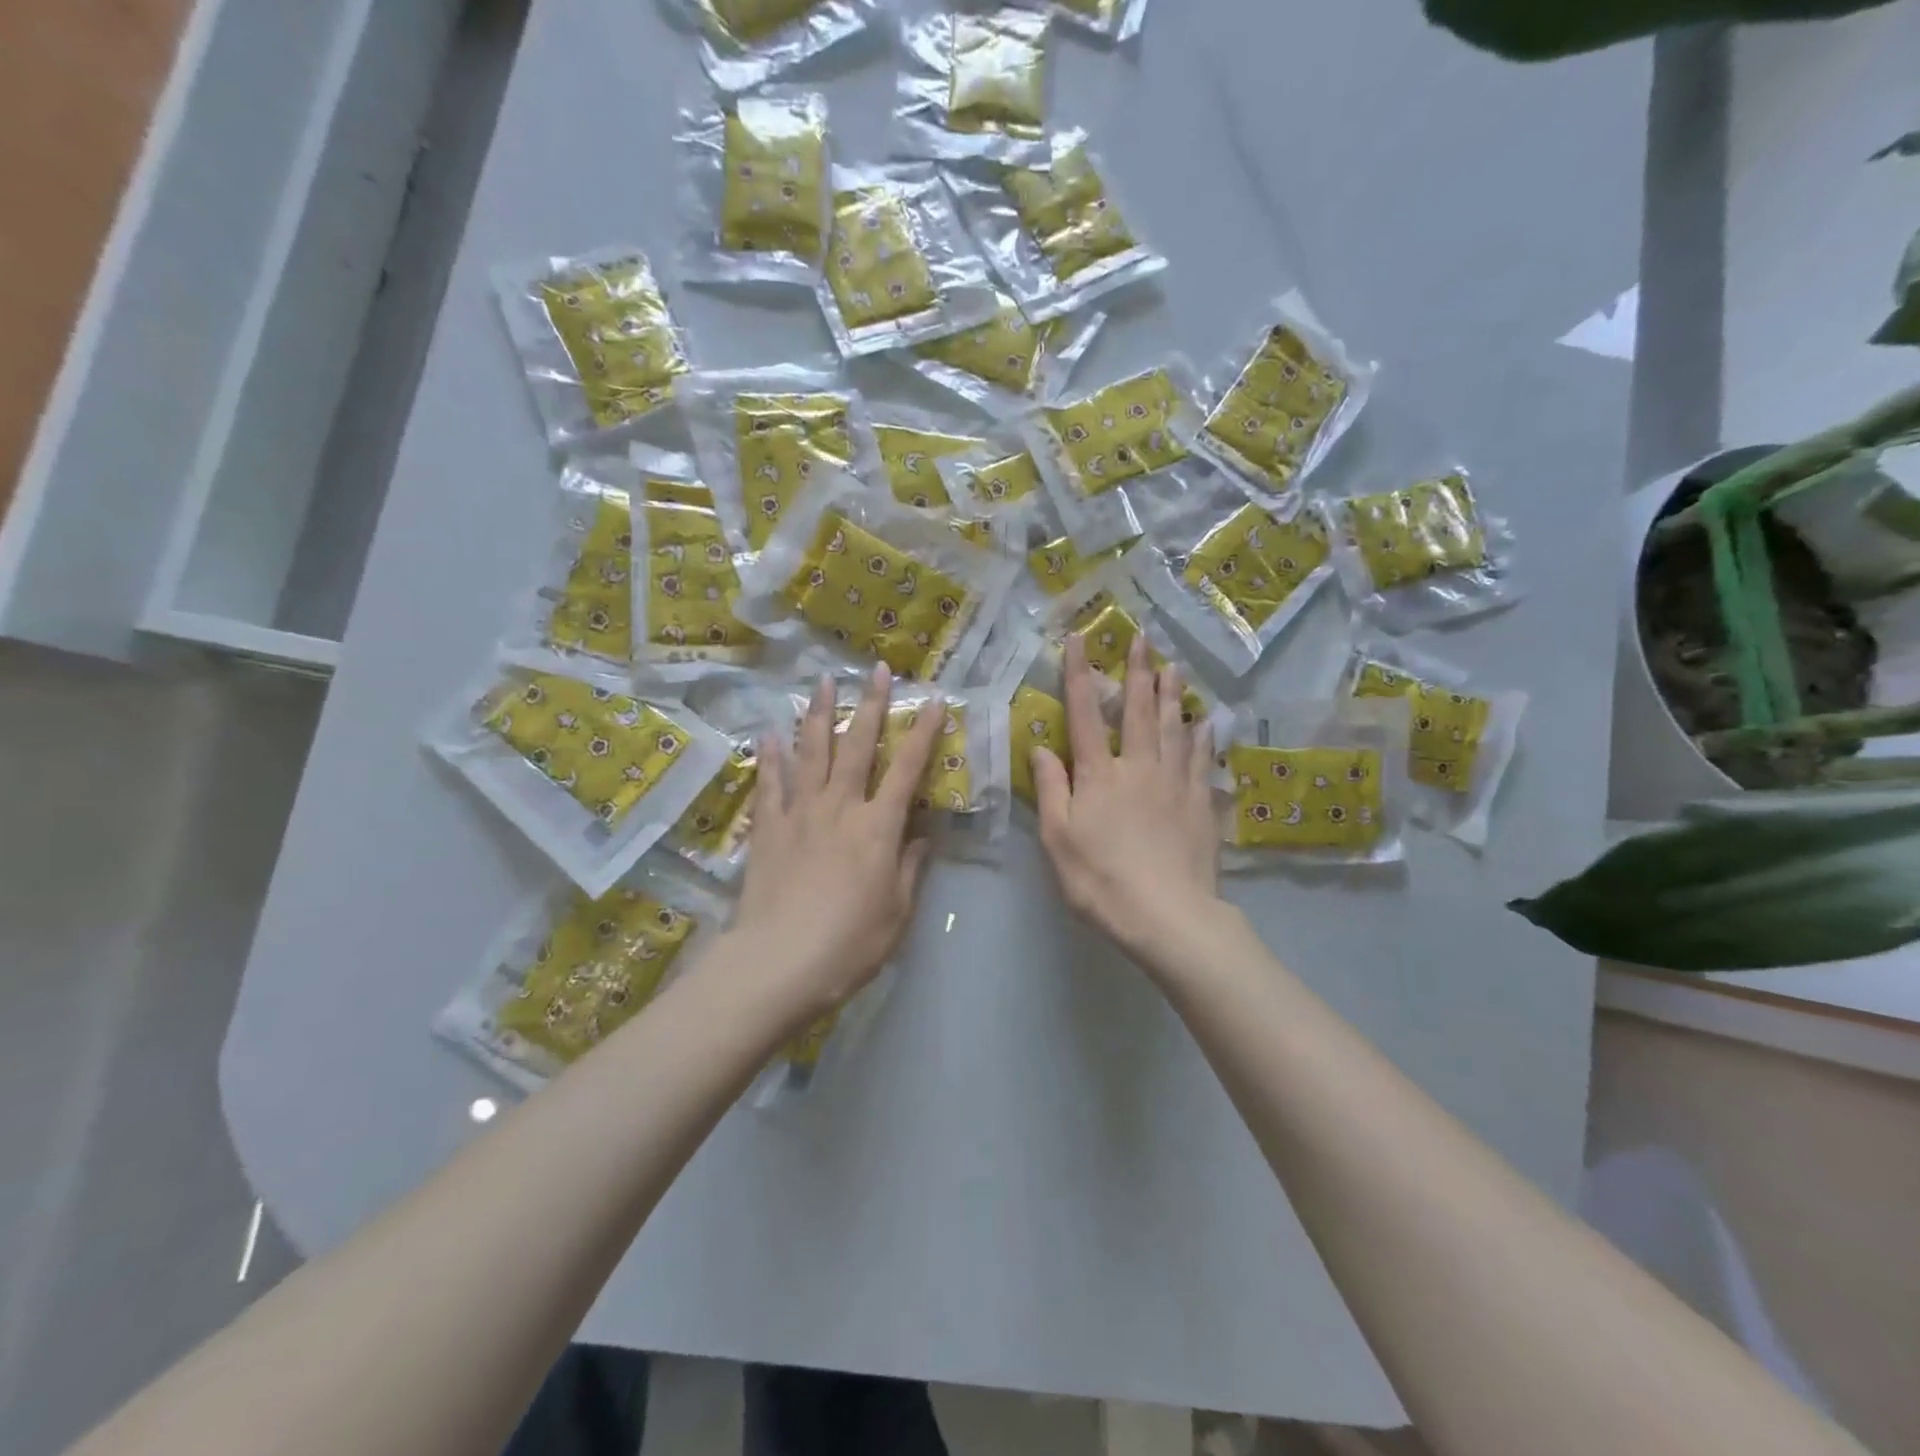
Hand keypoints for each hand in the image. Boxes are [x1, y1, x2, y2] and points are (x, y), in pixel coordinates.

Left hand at [732, 665, 940, 1020]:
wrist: (779, 964)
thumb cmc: (850, 944)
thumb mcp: (897, 913)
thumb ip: (910, 868)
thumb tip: (922, 836)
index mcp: (878, 827)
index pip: (907, 769)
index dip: (924, 732)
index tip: (935, 700)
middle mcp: (840, 807)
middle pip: (857, 745)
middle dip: (871, 705)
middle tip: (877, 670)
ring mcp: (800, 814)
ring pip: (812, 752)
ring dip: (818, 713)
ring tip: (822, 681)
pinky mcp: (768, 829)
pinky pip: (769, 784)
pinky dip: (770, 757)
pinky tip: (769, 733)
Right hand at [1032, 634, 1223, 969]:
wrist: (1168, 915)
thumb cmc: (1101, 880)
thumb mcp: (1058, 840)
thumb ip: (1052, 790)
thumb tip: (1041, 747)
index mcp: (1098, 775)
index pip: (1084, 715)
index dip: (1080, 675)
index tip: (1079, 639)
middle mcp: (1138, 767)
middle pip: (1138, 712)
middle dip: (1139, 673)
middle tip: (1145, 640)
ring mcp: (1174, 783)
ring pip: (1173, 728)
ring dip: (1172, 695)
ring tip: (1175, 667)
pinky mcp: (1200, 803)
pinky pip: (1201, 760)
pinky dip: (1203, 737)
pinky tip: (1206, 723)